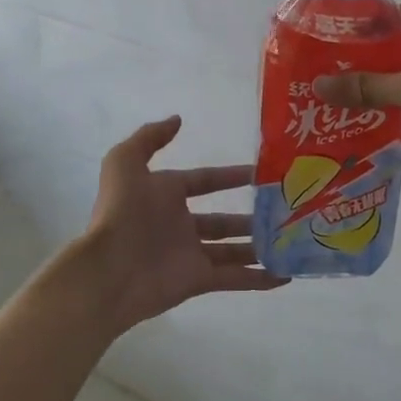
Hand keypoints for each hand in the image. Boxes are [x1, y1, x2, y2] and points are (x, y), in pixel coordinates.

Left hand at [78, 115, 285, 333]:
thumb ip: (149, 137)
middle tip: (284, 212)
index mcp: (165, 195)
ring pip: (233, 250)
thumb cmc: (121, 212)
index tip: (260, 173)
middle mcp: (180, 224)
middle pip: (223, 221)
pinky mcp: (198, 281)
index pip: (203, 181)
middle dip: (252, 217)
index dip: (229, 176)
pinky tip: (285, 276)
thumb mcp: (125, 162)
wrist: (109, 269)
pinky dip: (259, 279)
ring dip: (260, 247)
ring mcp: (190, 254)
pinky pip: (234, 279)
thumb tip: (177, 120)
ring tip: (291, 242)